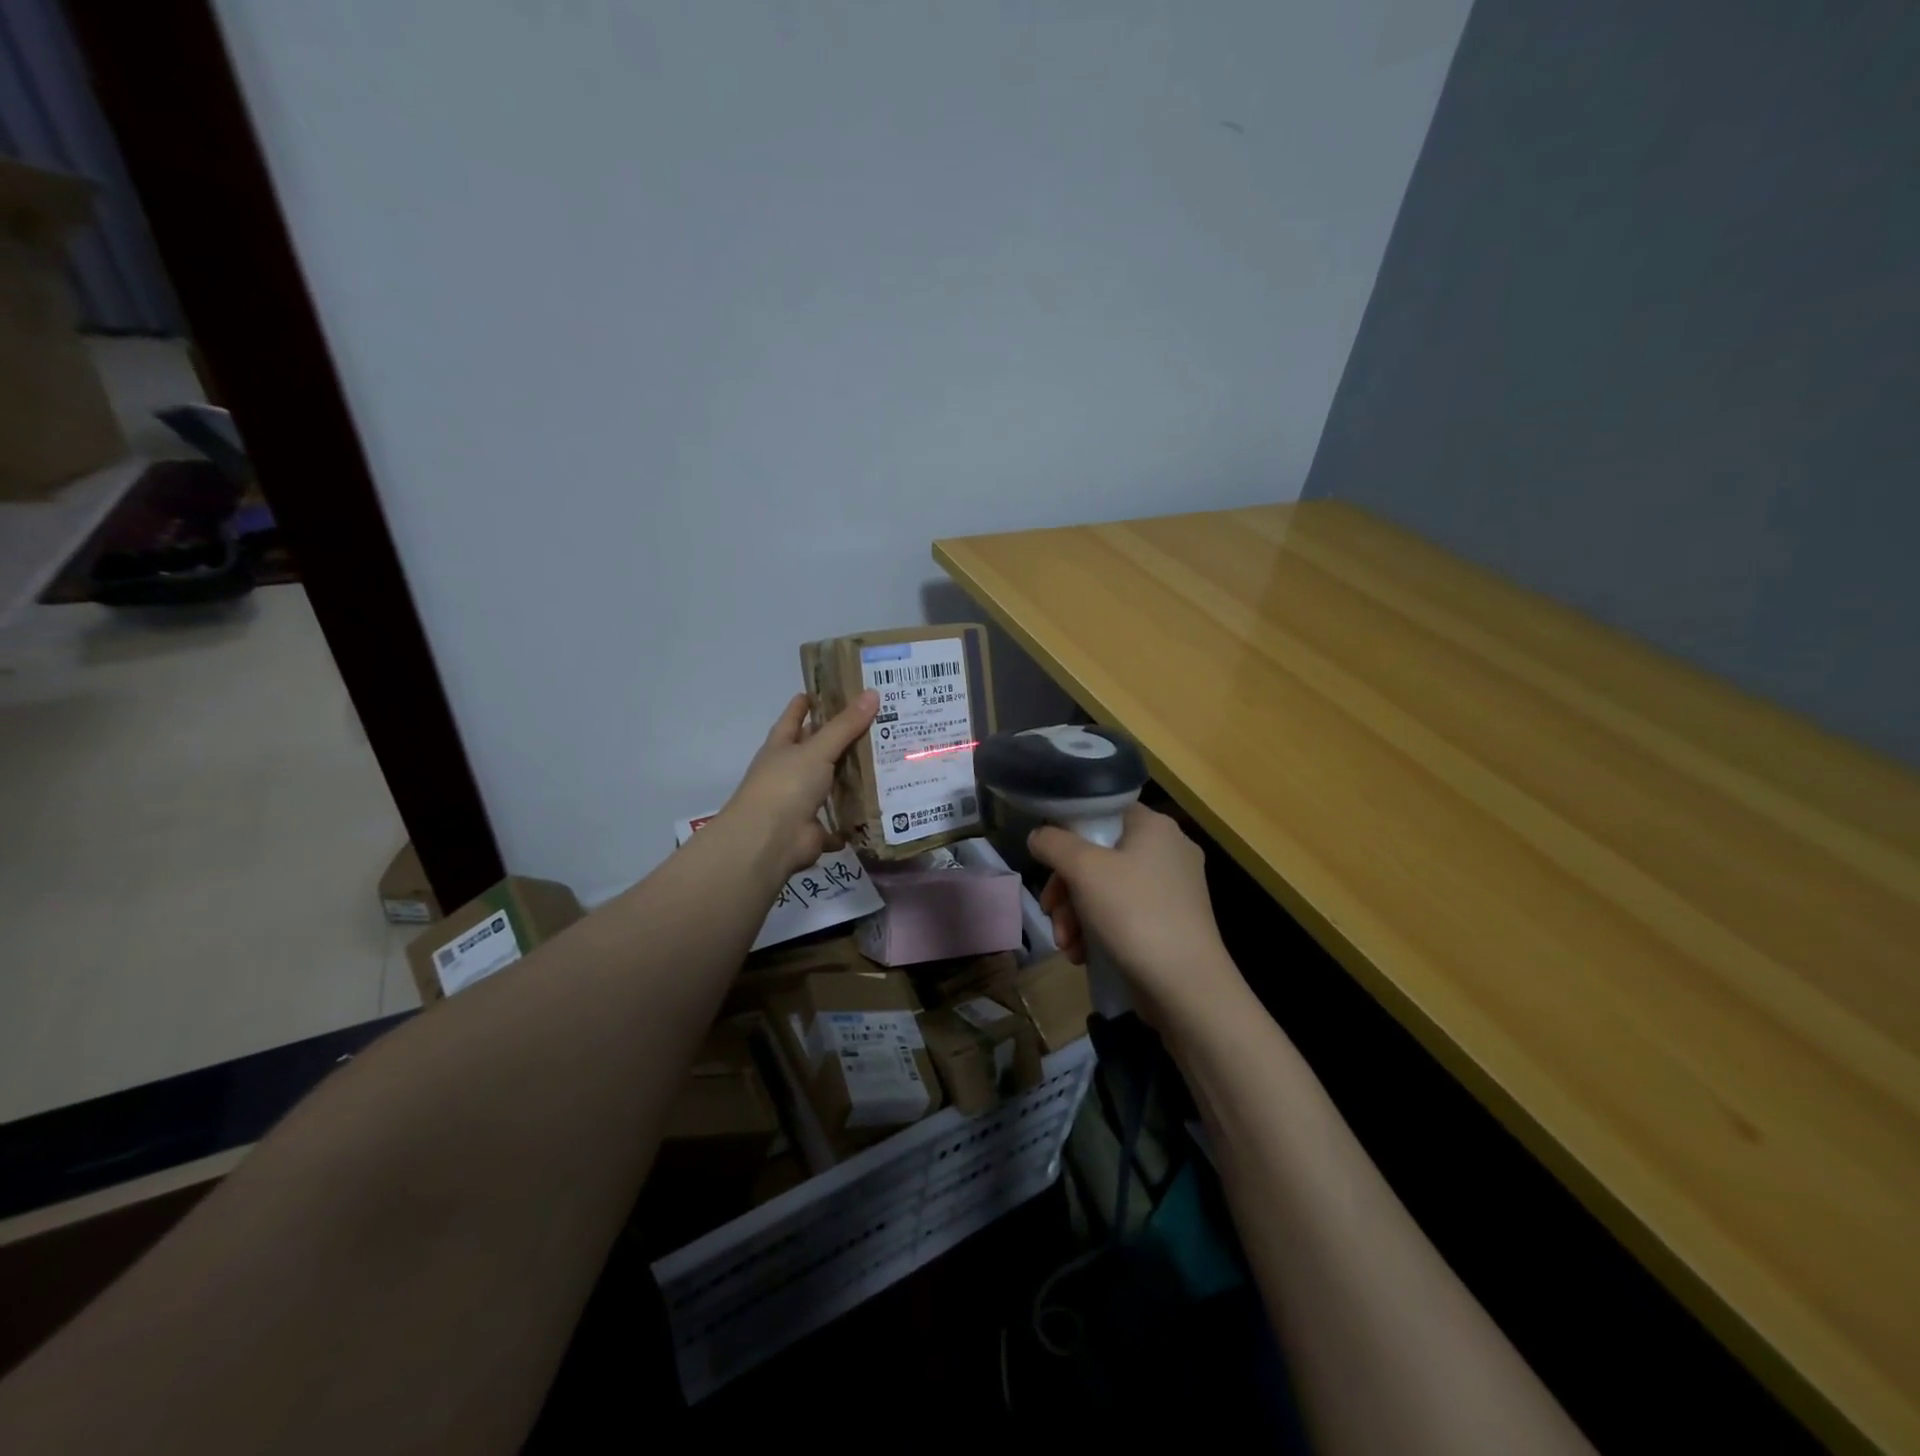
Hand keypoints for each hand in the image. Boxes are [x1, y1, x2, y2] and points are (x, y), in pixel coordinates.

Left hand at [721, 690, 877, 876]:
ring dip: (850, 779)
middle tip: (876, 723)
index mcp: (782, 747)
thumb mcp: (817, 750)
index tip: (827, 690)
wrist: (769, 841)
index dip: (807, 703)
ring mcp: (800, 802)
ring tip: (885, 762)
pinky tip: (876, 809)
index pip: (794, 717)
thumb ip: (846, 725)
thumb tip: (873, 692)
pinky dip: (851, 820)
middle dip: (840, 739)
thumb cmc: (786, 785)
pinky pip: (838, 822)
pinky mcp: (813, 829)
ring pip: (829, 785)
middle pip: (816, 750)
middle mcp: (789, 771)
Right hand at [1031, 804, 1240, 1025]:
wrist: (1187, 987)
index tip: (1048, 864)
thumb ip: (1053, 843)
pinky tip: (1083, 955)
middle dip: (1066, 889)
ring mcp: (1173, 889)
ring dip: (1076, 915)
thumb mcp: (1084, 870)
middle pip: (1098, 856)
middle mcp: (1168, 850)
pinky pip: (1124, 914)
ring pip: (1107, 889)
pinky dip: (1099, 930)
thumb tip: (1038, 835)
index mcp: (1154, 826)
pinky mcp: (1172, 922)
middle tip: (1051, 914)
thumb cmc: (1135, 914)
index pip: (1102, 811)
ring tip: (1066, 945)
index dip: (1068, 834)